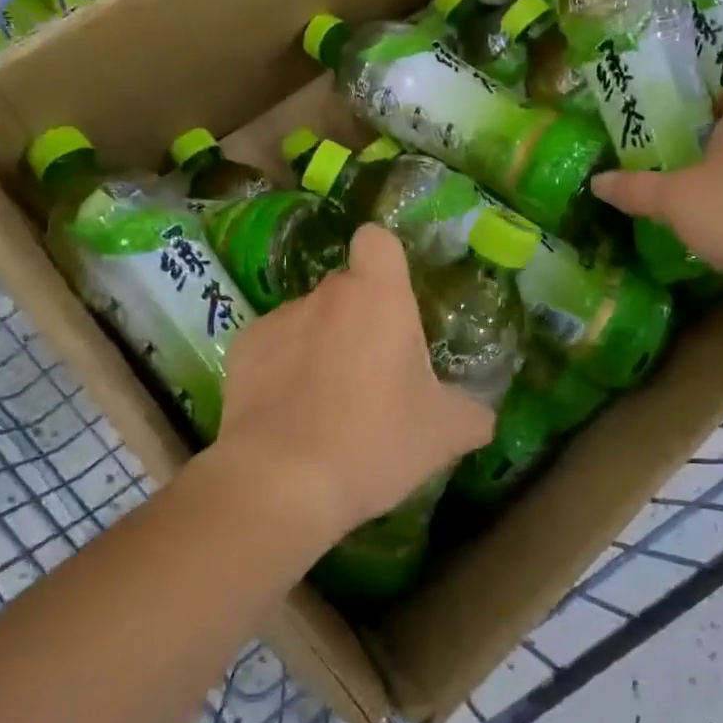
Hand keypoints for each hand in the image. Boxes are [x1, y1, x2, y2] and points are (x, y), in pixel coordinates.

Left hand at [214, 224, 494, 545]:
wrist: (282, 482)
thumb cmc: (375, 440)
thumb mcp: (444, 433)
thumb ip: (472, 413)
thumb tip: (480, 416)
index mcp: (377, 296)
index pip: (377, 240)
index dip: (386, 261)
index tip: (395, 299)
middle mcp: (324, 295)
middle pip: (346, 288)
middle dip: (360, 318)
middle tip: (375, 372)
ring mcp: (277, 320)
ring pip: (309, 320)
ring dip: (321, 346)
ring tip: (327, 404)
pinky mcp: (242, 352)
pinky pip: (273, 348)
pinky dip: (282, 369)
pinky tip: (289, 415)